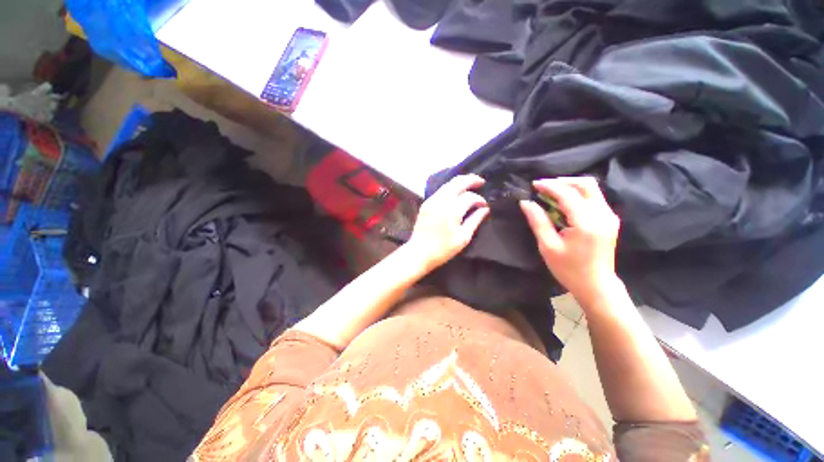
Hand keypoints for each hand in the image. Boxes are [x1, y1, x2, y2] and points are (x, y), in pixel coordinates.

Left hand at [408, 174, 489, 270]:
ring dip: (460, 182)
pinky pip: (441, 190)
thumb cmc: (443, 249)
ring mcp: (431, 200)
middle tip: (481, 182)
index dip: (479, 200)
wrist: (419, 252)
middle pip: (458, 182)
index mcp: (452, 210)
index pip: (469, 197)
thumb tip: (485, 209)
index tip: (484, 206)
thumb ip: (475, 220)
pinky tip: (456, 193)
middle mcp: (441, 200)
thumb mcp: (463, 237)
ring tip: (471, 185)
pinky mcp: (426, 203)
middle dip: (471, 179)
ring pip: (448, 184)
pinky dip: (450, 188)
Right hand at [520, 177, 619, 300]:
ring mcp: (609, 216)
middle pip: (585, 184)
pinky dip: (578, 195)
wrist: (596, 285)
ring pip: (592, 189)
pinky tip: (564, 203)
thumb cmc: (568, 269)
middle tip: (543, 187)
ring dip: (570, 187)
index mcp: (586, 222)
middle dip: (562, 182)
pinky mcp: (610, 220)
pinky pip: (594, 198)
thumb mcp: (548, 246)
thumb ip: (537, 221)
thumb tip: (525, 202)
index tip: (533, 184)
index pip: (567, 194)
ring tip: (551, 193)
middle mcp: (602, 214)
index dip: (549, 186)